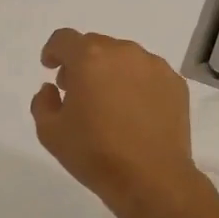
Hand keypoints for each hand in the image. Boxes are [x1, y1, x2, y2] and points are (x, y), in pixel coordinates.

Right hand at [30, 29, 210, 217]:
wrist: (151, 178)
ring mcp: (154, 67)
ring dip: (110, 73)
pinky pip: (148, 75)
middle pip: (95, 46)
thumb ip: (43, 102)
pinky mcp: (175, 85)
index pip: (64, 39)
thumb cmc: (94, 154)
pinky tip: (134, 114)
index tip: (50, 67)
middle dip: (82, 63)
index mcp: (90, 58)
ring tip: (108, 104)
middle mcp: (124, 53)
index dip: (53, 51)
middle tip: (77, 92)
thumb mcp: (50, 132)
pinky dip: (136, 85)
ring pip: (124, 59)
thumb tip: (52, 89)